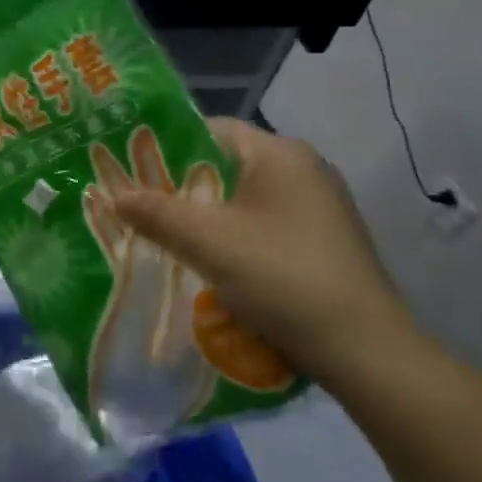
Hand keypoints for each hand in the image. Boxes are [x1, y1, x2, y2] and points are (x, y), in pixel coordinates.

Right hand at [111, 118, 416, 386]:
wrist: (365, 351)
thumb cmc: (282, 276)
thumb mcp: (207, 242)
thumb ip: (156, 212)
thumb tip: (116, 195)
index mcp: (280, 153)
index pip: (210, 130)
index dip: (167, 146)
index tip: (132, 169)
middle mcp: (305, 169)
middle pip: (227, 166)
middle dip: (183, 187)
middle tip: (141, 206)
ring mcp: (321, 207)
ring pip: (245, 199)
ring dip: (208, 216)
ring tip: (167, 236)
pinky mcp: (326, 241)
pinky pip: (266, 225)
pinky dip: (236, 236)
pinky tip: (214, 264)